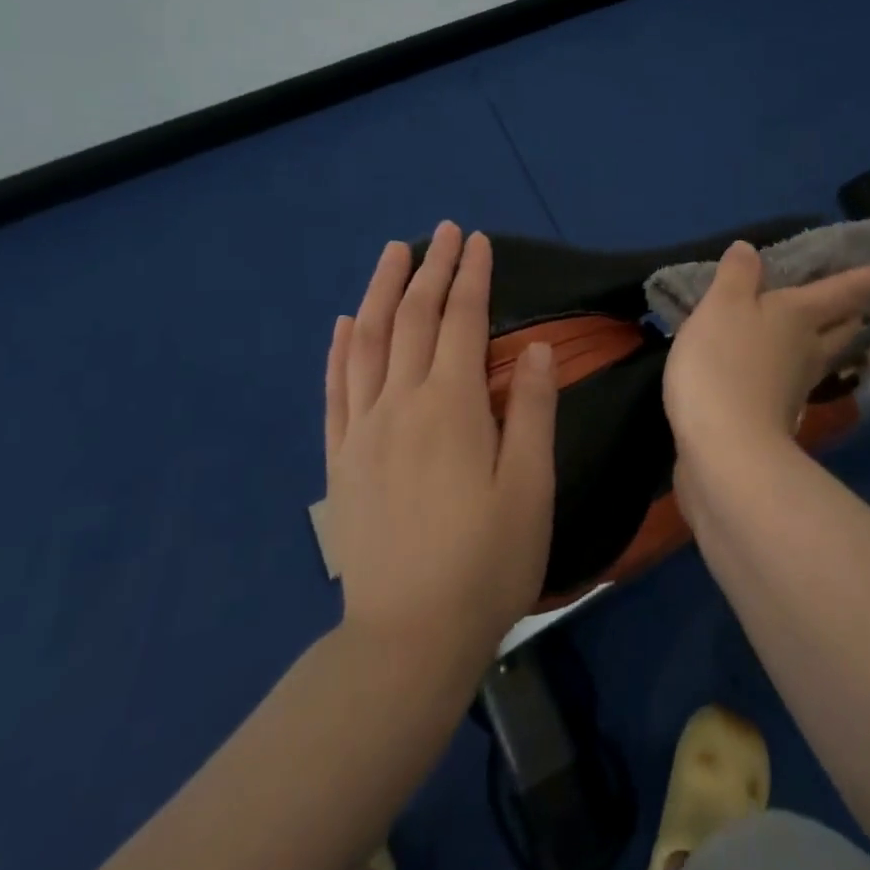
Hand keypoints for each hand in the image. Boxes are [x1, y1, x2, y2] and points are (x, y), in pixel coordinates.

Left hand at [324, 222, 558, 668]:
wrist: (407, 639)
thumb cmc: (485, 561)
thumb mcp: (530, 486)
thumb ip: (531, 410)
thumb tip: (532, 349)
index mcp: (451, 405)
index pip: (461, 320)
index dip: (471, 275)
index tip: (477, 240)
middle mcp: (401, 403)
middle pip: (414, 318)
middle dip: (430, 268)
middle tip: (443, 231)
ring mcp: (364, 429)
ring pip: (369, 341)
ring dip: (382, 291)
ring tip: (392, 253)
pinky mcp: (341, 459)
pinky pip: (336, 388)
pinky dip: (341, 348)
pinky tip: (346, 324)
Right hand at [663, 241, 869, 466]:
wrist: (724, 450)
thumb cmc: (724, 363)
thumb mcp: (722, 305)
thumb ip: (737, 276)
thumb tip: (750, 250)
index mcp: (800, 316)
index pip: (842, 292)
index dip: (866, 278)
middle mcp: (807, 351)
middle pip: (840, 329)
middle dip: (851, 314)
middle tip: (858, 304)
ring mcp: (795, 390)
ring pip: (820, 358)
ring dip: (825, 344)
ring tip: (817, 332)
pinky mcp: (775, 420)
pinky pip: (790, 383)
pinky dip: (788, 371)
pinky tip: (773, 371)